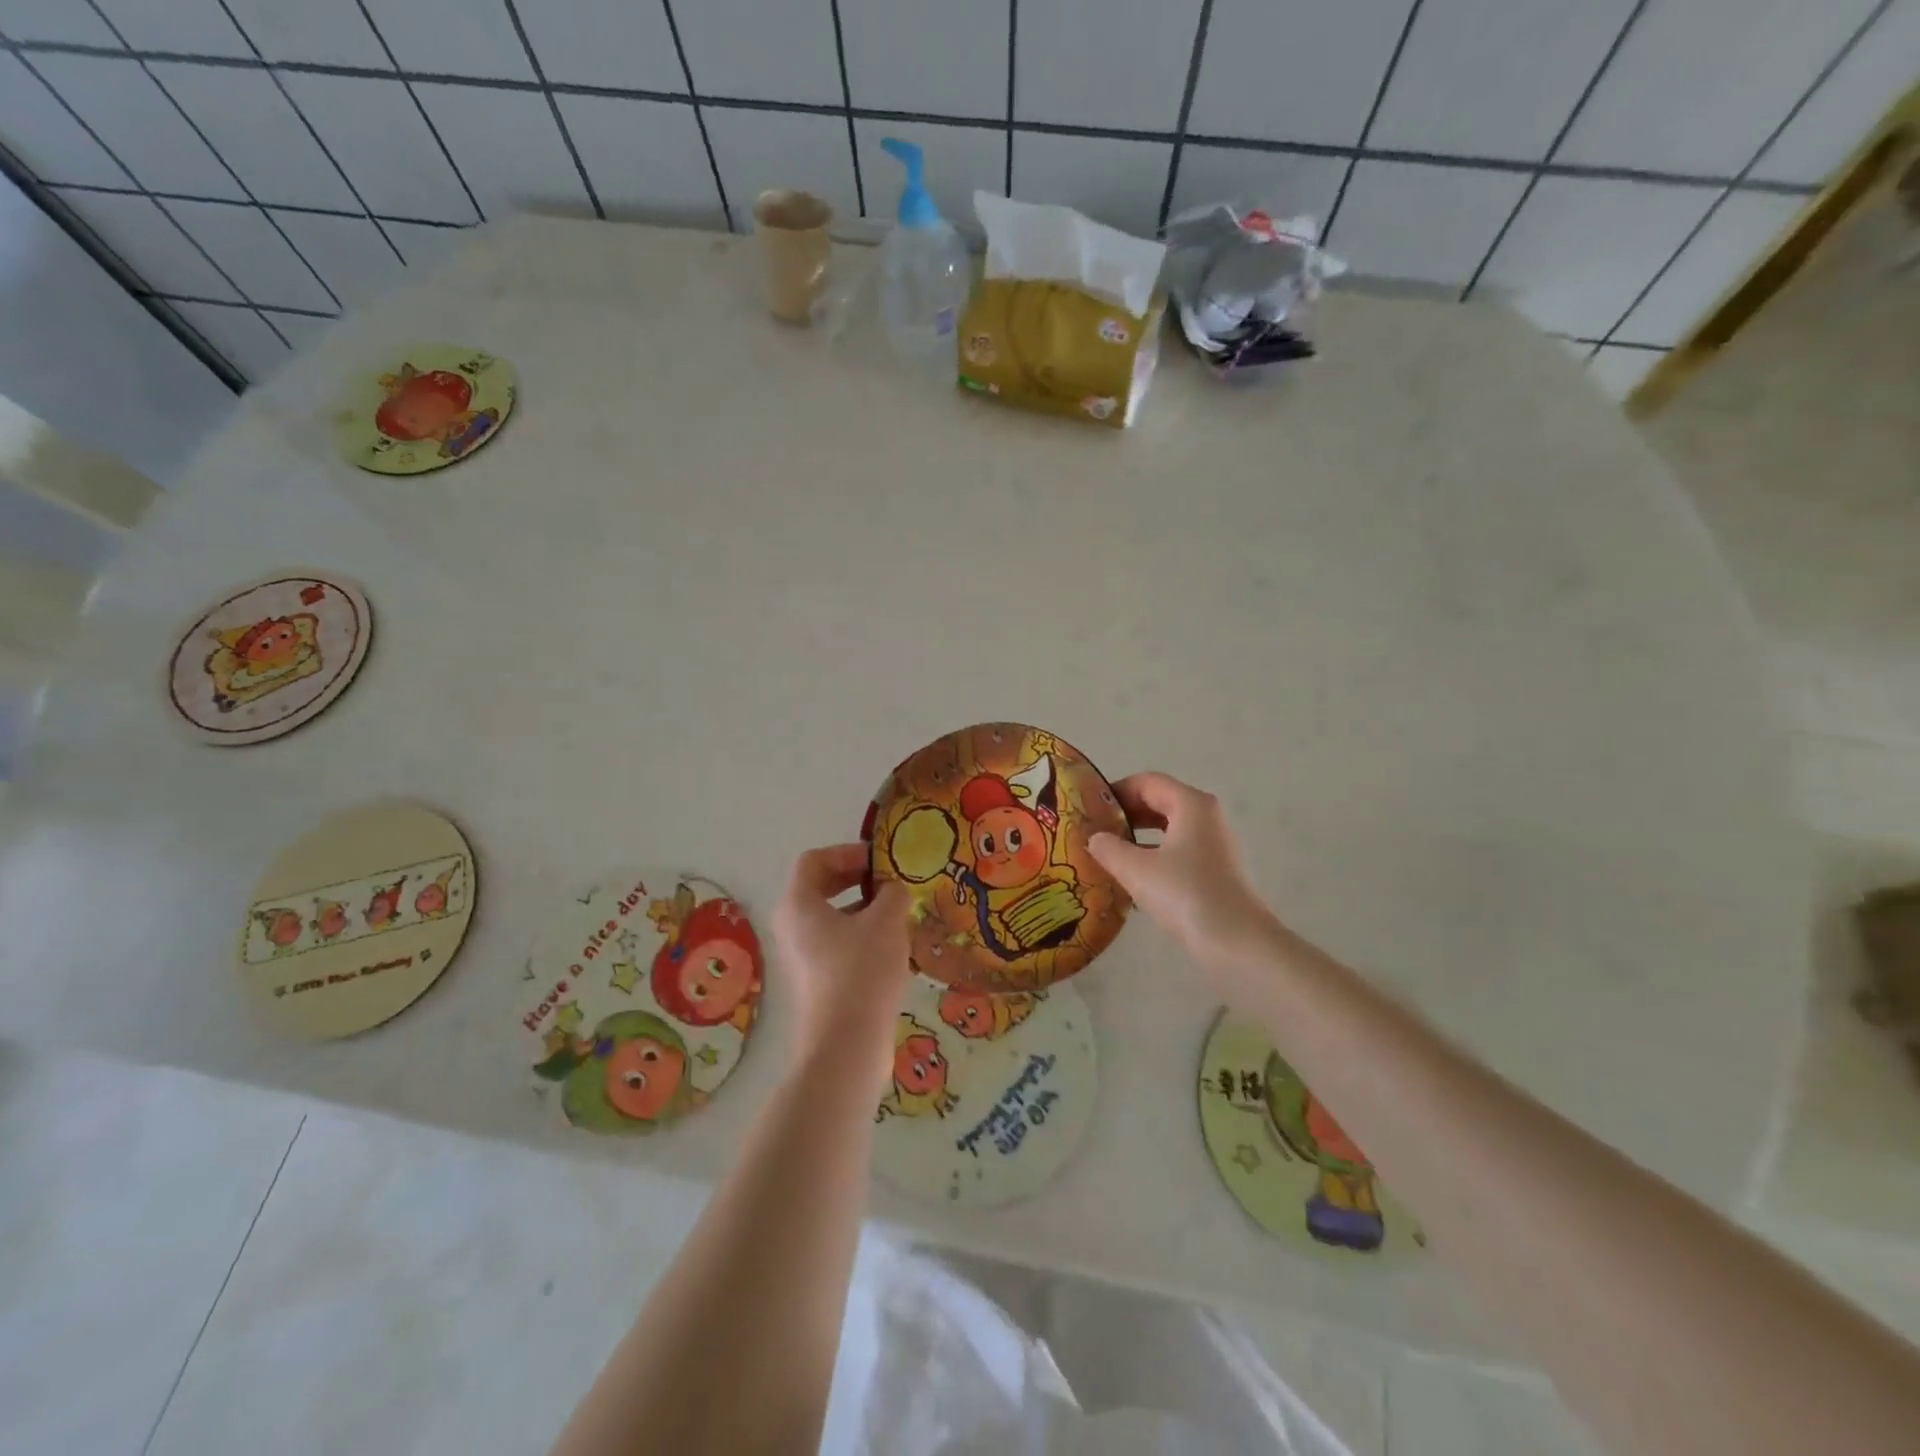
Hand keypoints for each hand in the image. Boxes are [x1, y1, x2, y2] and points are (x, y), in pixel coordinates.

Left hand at [772, 844, 910, 1077]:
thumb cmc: (862, 971)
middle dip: (858, 880)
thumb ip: (892, 894)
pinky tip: (896, 949)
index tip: (880, 861)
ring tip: (900, 915)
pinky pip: (839, 945)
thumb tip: (893, 890)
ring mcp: (803, 958)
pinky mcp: (818, 982)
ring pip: (833, 919)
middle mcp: (792, 927)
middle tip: (890, 883)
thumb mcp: (886, 921)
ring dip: (866, 910)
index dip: (847, 852)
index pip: (814, 860)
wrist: (847, 1046)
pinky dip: (864, 938)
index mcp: (798, 905)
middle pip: (821, 888)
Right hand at [1089, 772, 1279, 965]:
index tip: (1089, 808)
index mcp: (1190, 804)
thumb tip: (1094, 838)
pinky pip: (1175, 850)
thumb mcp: (1136, 869)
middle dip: (1125, 814)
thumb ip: (1108, 848)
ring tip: (1106, 853)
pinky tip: (1131, 878)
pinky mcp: (1213, 869)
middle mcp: (1204, 816)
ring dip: (1136, 837)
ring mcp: (1212, 844)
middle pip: (1158, 801)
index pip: (1146, 782)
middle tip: (1093, 830)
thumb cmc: (1185, 894)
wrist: (1235, 942)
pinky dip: (1151, 855)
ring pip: (1166, 828)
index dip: (1115, 791)